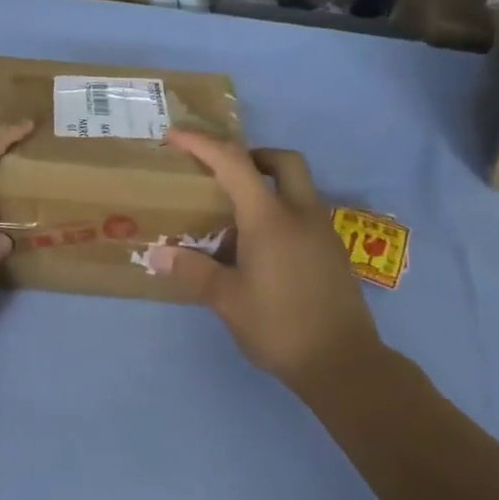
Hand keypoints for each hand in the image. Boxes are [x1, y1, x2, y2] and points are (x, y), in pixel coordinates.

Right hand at [145, 130, 381, 391]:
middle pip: (283, 162)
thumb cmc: (279, 326)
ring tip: (234, 221)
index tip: (175, 136)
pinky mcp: (332, 253)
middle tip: (223, 175)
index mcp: (270, 219)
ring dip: (267, 188)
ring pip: (298, 189)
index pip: (234, 163)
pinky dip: (280, 215)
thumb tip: (156, 254)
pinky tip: (260, 252)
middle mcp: (301, 214)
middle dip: (252, 156)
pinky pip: (304, 215)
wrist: (342, 362)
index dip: (203, 144)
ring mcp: (323, 232)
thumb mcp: (227, 301)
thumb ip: (192, 271)